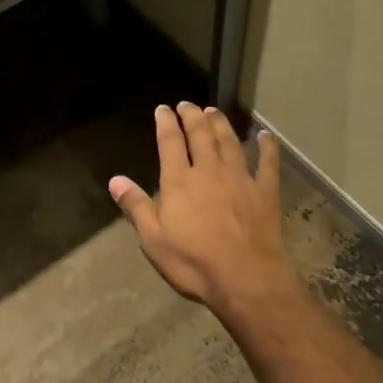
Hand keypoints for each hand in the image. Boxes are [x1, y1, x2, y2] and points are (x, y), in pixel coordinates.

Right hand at [108, 102, 297, 309]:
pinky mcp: (265, 192)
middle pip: (201, 135)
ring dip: (221, 124)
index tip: (163, 109)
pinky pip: (267, 163)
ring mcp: (240, 179)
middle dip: (192, 116)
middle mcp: (209, 171)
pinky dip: (267, 147)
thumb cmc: (194, 263)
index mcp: (179, 182)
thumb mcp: (154, 240)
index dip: (166, 123)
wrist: (246, 278)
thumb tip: (115, 180)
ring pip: (229, 142)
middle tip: (187, 104)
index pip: (170, 142)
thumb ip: (136, 207)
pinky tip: (265, 136)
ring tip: (214, 111)